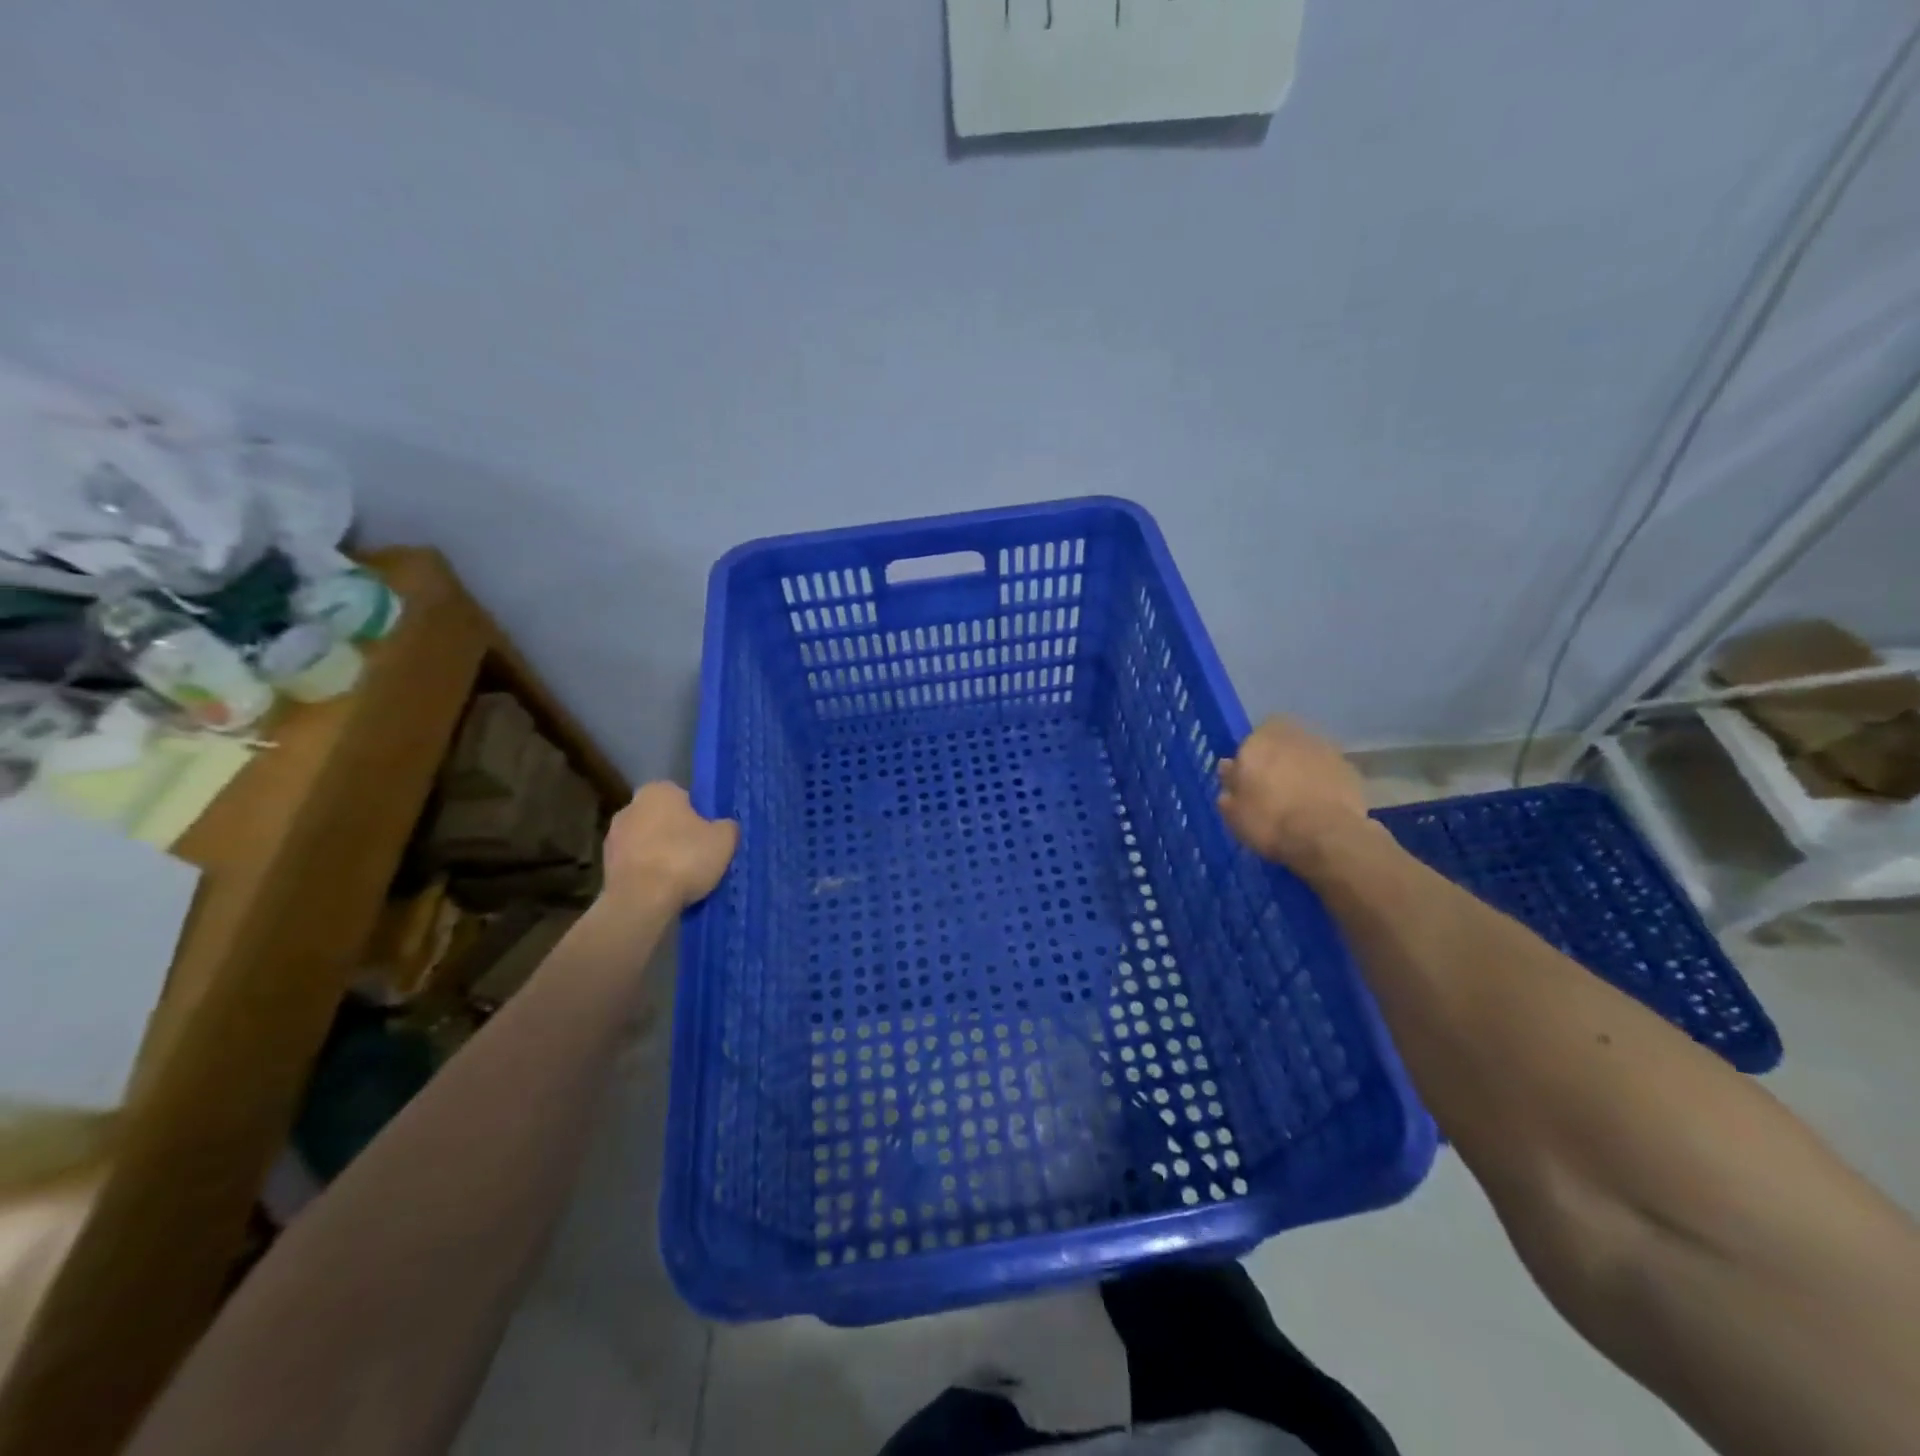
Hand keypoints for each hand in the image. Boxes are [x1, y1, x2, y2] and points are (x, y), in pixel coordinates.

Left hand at [602, 782, 738, 910]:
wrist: (641, 902)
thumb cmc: (684, 859)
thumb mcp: (724, 840)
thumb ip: (726, 826)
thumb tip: (722, 827)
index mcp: (658, 791)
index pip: (683, 796)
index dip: (698, 815)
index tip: (708, 835)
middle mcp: (630, 807)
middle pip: (662, 818)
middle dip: (676, 833)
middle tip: (697, 854)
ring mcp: (613, 837)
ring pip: (647, 842)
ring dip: (660, 854)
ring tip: (681, 877)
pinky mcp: (605, 866)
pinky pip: (636, 864)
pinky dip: (648, 873)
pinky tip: (663, 889)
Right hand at [1217, 717, 1371, 868]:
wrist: (1327, 836)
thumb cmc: (1269, 821)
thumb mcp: (1233, 812)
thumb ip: (1229, 784)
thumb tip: (1228, 767)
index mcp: (1258, 742)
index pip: (1251, 739)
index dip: (1251, 757)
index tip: (1249, 778)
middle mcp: (1292, 736)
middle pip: (1282, 740)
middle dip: (1278, 757)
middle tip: (1274, 785)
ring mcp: (1325, 750)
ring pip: (1307, 753)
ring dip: (1303, 767)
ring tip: (1299, 797)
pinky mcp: (1350, 769)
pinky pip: (1329, 771)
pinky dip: (1324, 782)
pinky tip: (1321, 805)